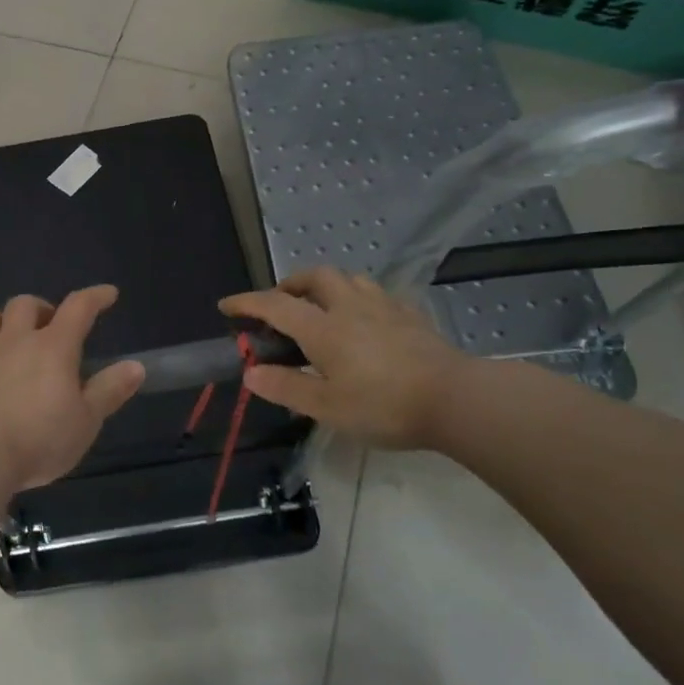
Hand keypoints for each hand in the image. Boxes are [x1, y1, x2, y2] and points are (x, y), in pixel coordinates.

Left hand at [0, 286, 145, 492]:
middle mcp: (14, 341)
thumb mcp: (86, 421)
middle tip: (49, 326)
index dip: (95, 297)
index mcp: (53, 348)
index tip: (107, 294)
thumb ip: (109, 391)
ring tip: (9, 339)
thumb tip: (136, 366)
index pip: (78, 308)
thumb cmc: (39, 439)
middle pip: (24, 304)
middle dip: (40, 308)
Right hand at [220, 268, 473, 450]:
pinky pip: (376, 294)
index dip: (247, 302)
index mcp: (323, 328)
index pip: (275, 305)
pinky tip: (364, 318)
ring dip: (325, 285)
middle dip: (290, 283)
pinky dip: (358, 298)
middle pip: (315, 277)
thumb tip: (251, 372)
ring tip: (320, 306)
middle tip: (280, 303)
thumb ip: (287, 387)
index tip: (227, 305)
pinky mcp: (411, 316)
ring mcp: (384, 308)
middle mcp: (350, 308)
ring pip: (349, 279)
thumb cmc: (384, 405)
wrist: (456, 399)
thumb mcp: (327, 407)